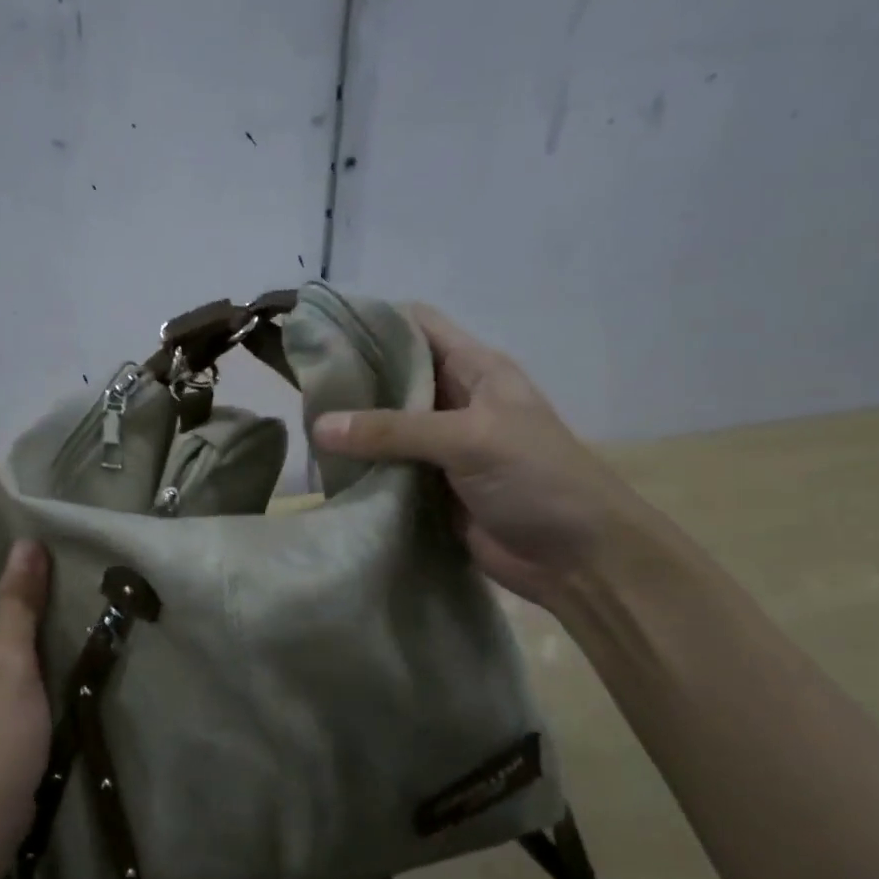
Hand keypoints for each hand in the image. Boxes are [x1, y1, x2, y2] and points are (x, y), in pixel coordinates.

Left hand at [0, 541, 52, 862]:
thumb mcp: (9, 664)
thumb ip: (18, 602)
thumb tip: (26, 543)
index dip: (15, 582)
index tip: (59, 588)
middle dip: (20, 615)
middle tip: (66, 617)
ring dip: (20, 646)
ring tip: (61, 646)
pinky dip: (12, 674)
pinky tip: (42, 683)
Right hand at [312, 304, 650, 604]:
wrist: (578, 558)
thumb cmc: (537, 479)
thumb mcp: (469, 439)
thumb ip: (394, 430)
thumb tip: (319, 425)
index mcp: (476, 369)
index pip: (417, 325)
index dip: (373, 320)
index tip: (322, 328)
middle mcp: (455, 400)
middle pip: (394, 375)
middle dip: (352, 375)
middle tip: (301, 380)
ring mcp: (441, 446)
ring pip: (385, 424)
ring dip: (351, 425)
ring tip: (300, 420)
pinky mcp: (430, 487)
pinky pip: (386, 467)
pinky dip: (360, 466)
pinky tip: (325, 466)